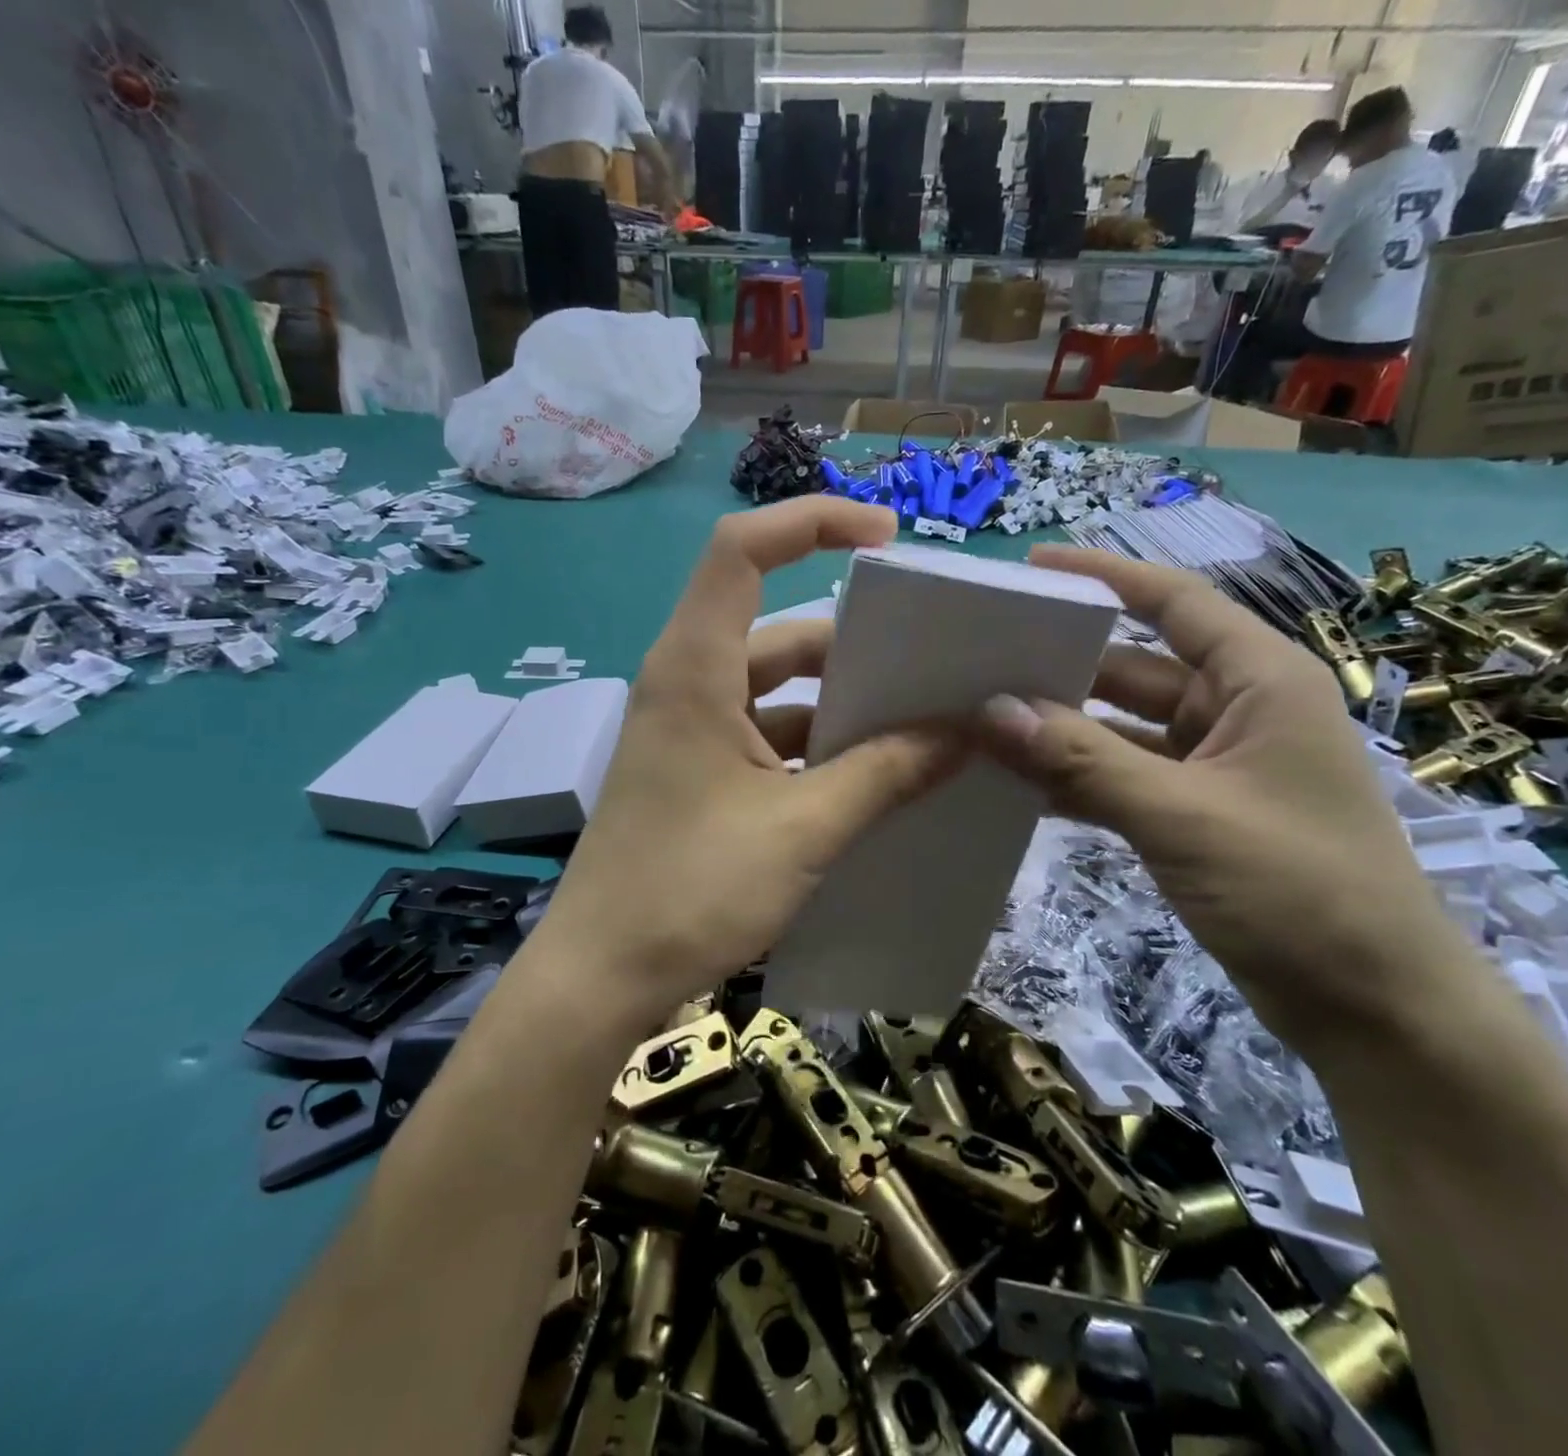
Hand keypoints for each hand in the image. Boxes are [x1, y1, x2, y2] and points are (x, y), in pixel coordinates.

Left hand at [540, 499, 965, 1027]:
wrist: (602, 978)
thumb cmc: (691, 889)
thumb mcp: (804, 828)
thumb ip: (887, 773)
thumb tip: (965, 733)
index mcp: (694, 668)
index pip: (742, 550)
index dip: (812, 522)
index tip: (887, 539)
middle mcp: (688, 685)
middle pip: (777, 629)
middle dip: (855, 641)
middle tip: (934, 658)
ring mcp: (692, 732)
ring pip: (778, 690)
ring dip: (842, 703)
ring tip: (923, 721)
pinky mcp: (699, 774)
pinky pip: (769, 736)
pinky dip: (820, 747)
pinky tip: (876, 775)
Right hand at [977, 545, 1474, 1053]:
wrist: (1374, 1008)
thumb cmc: (1298, 889)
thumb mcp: (1181, 815)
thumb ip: (1081, 760)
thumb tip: (990, 710)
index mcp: (1260, 681)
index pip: (1174, 603)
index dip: (1105, 577)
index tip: (1032, 568)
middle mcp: (1238, 710)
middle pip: (1134, 668)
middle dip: (1062, 668)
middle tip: (981, 663)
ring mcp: (1216, 766)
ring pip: (1122, 730)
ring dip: (1061, 731)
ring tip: (983, 723)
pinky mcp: (1197, 813)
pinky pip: (1123, 778)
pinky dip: (1078, 780)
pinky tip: (1019, 786)